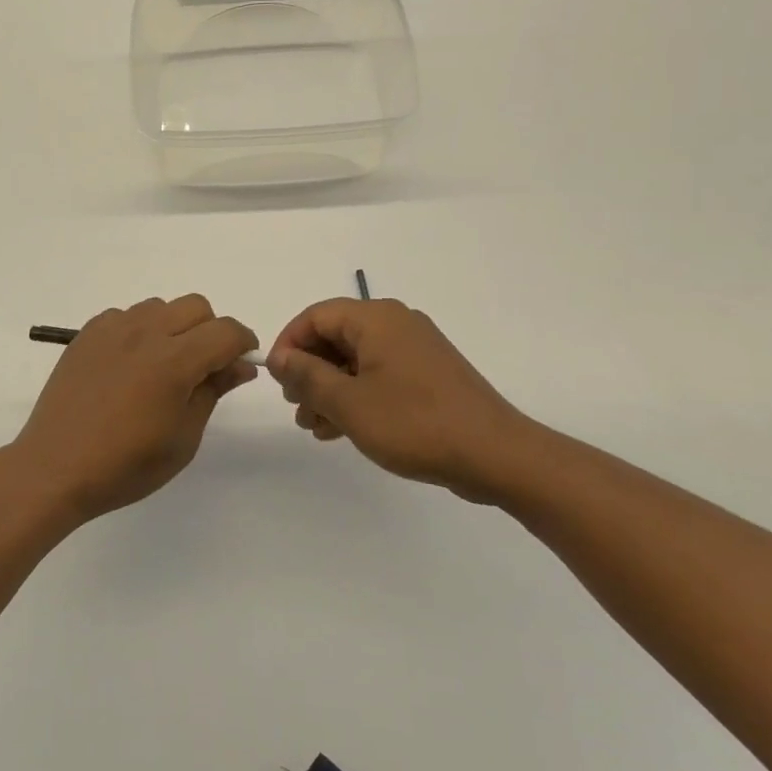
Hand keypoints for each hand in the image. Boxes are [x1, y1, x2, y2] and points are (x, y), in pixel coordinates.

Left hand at [12, 296, 258, 521]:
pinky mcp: (87, 334)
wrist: (55, 468)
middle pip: (196, 307)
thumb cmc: (126, 465)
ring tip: (162, 366)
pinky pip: (126, 315)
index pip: (225, 331)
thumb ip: (214, 391)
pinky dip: (139, 331)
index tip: (242, 362)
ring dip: (174, 327)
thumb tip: (240, 365)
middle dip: (210, 331)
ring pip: (160, 307)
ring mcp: (112, 328)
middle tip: (203, 367)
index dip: (243, 342)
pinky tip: (129, 365)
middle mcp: (145, 332)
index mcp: (174, 360)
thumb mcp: (183, 438)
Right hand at [267, 298, 540, 503]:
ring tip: (315, 427)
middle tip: (296, 409)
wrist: (495, 454)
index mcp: (376, 319)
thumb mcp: (349, 403)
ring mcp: (415, 349)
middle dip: (309, 371)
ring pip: (356, 359)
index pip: (316, 316)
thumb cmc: (415, 423)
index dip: (289, 344)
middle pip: (336, 337)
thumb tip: (280, 357)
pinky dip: (356, 395)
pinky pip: (379, 375)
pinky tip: (342, 429)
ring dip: (330, 389)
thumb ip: (308, 376)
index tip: (276, 380)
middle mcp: (396, 324)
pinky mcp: (428, 375)